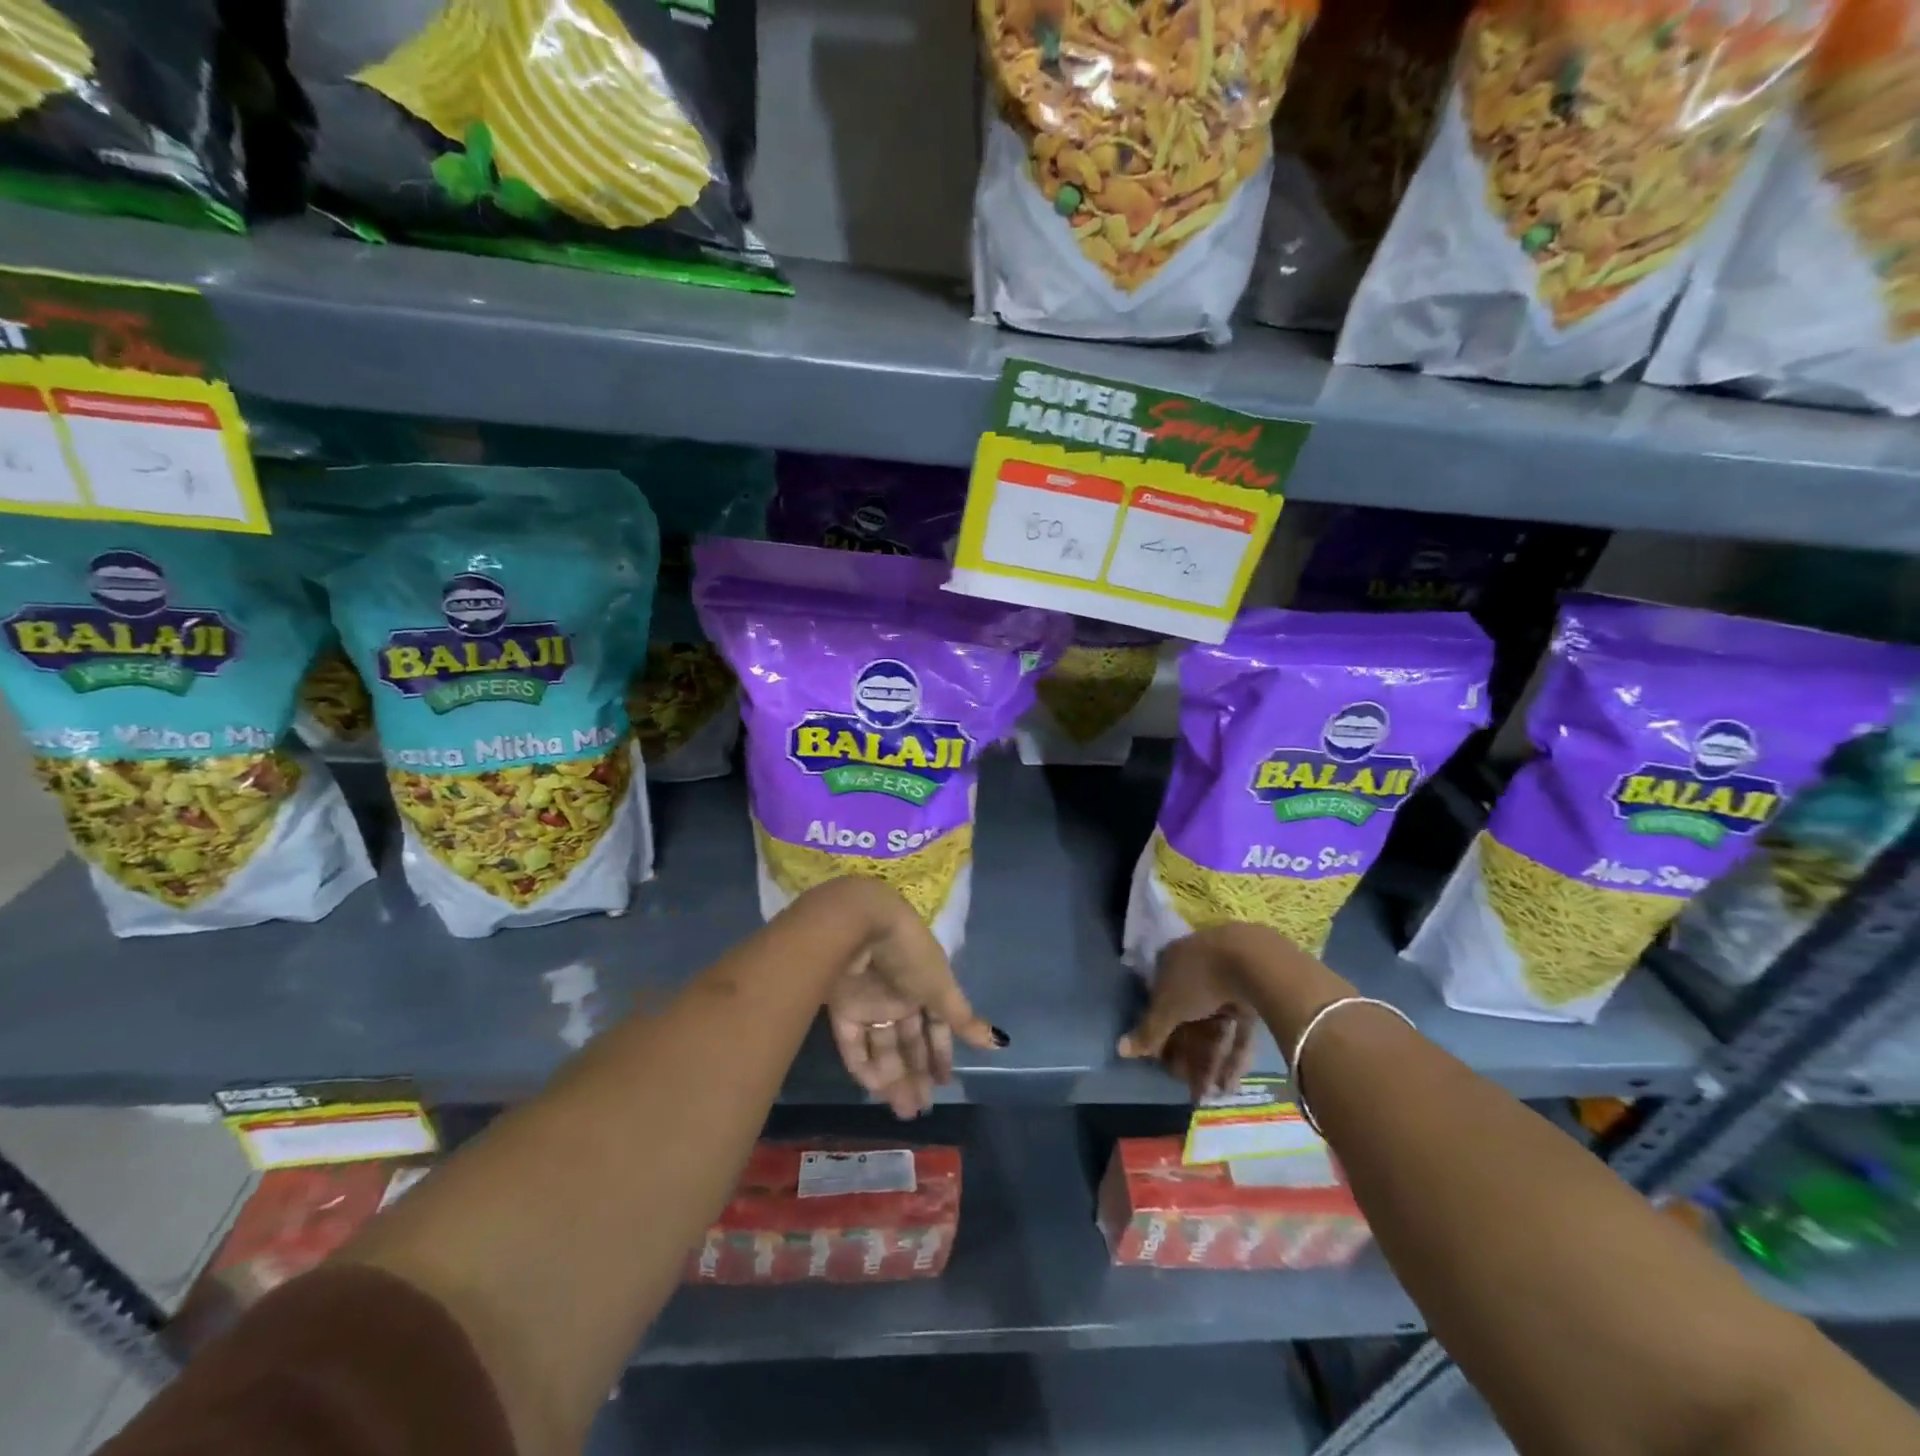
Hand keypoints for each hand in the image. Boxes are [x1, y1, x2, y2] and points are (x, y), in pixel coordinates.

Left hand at [821, 881, 1003, 1118]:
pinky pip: (853, 1044)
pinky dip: (864, 1066)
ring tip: (904, 1110)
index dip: (940, 1052)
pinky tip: (877, 1090)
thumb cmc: (910, 954)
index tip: (945, 1083)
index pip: (935, 1025)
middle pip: (908, 1041)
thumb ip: (963, 1019)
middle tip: (920, 1109)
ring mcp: (868, 1002)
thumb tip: (999, 1042)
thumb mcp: (940, 987)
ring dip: (892, 1079)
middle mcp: (897, 995)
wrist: (860, 926)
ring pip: (881, 1047)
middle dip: (916, 1074)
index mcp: (924, 985)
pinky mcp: (842, 1008)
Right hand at [1117, 926, 1260, 1099]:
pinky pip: (1238, 1029)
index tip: (1161, 1061)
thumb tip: (1120, 1049)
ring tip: (1210, 1094)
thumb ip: (1148, 1031)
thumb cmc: (1199, 979)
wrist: (1256, 961)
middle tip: (1187, 1086)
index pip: (1160, 1001)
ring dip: (1211, 1060)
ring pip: (1215, 1026)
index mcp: (1172, 962)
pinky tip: (1231, 1084)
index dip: (1159, 1033)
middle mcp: (1198, 969)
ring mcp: (1228, 982)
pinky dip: (1233, 1054)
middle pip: (1188, 1017)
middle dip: (1188, 1054)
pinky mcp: (1254, 996)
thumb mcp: (1168, 1007)